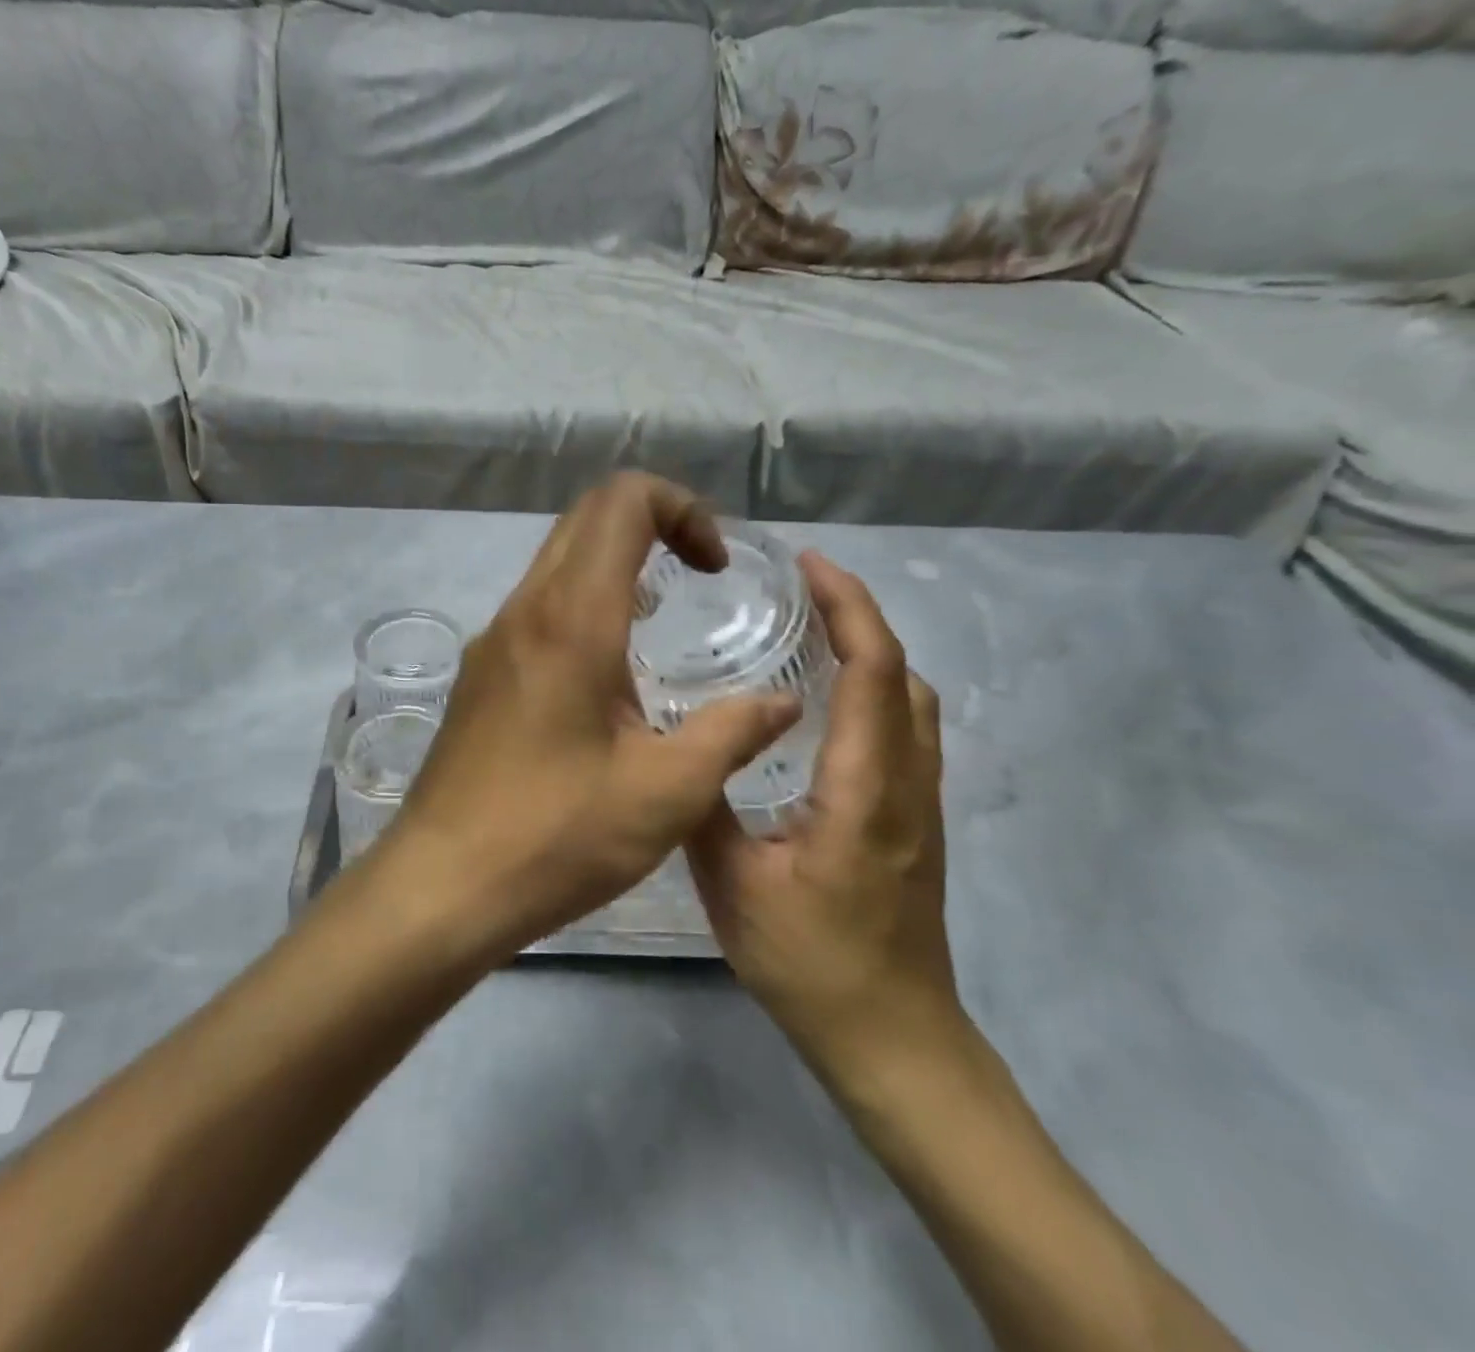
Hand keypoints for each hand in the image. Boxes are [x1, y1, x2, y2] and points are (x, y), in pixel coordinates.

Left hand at [370, 474, 800, 961]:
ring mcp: (491, 642)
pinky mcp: (478, 676)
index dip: (681, 507)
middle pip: (585, 519)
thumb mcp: (667, 792)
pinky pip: (536, 608)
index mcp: (571, 619)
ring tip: (659, 622)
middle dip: (652, 524)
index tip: (713, 568)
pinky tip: (607, 673)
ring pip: (556, 562)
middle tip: (697, 578)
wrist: (442, 886)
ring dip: (614, 566)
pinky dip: (582, 604)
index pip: (621, 502)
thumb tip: (783, 702)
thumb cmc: (557, 837)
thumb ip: (733, 733)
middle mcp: (523, 612)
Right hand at [687, 554, 964, 1093]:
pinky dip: (874, 690)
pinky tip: (823, 703)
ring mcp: (920, 804)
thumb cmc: (812, 964)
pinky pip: (905, 730)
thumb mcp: (733, 885)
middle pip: (901, 673)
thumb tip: (682, 747)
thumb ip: (706, 808)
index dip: (849, 607)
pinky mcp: (915, 822)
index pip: (872, 672)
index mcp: (865, 789)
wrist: (893, 1039)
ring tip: (809, 633)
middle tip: (799, 591)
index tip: (810, 565)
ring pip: (911, 701)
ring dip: (870, 652)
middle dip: (859, 616)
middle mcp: (907, 784)